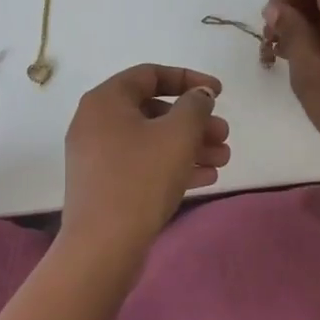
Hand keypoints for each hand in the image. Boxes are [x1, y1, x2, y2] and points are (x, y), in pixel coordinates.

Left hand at [62, 64, 230, 253]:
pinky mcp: (102, 184)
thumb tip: (198, 96)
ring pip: (150, 139)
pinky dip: (171, 165)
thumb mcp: (177, 134)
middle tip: (223, 134)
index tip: (219, 93)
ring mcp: (96, 155)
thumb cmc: (141, 178)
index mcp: (105, 100)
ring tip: (223, 158)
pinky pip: (141, 163)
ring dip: (188, 145)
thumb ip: (194, 106)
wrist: (103, 245)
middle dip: (193, 121)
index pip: (150, 74)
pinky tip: (207, 177)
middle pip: (152, 109)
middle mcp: (95, 121)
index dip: (188, 79)